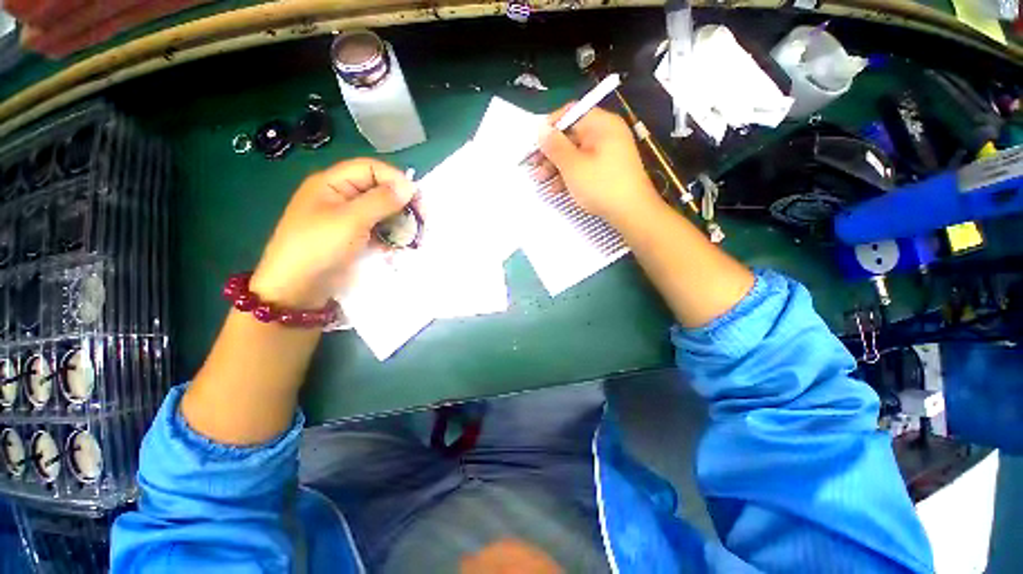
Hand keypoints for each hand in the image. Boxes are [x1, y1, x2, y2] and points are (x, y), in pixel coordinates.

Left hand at [249, 159, 414, 307]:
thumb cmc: (318, 247)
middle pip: (379, 190)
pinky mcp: (355, 238)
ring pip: (382, 212)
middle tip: (420, 220)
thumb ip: (381, 200)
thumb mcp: (350, 220)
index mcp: (332, 184)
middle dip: (401, 203)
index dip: (395, 179)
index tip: (417, 200)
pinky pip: (379, 230)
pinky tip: (399, 246)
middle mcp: (341, 197)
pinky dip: (392, 236)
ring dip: (399, 222)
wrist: (297, 290)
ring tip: (412, 237)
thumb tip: (409, 186)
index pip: (371, 168)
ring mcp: (349, 219)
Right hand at [535, 105, 661, 226]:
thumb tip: (541, 129)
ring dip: (556, 166)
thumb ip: (554, 146)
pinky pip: (584, 166)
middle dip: (550, 152)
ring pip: (576, 154)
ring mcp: (608, 153)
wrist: (632, 212)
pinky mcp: (607, 170)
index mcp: (601, 124)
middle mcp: (606, 134)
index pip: (571, 113)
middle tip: (534, 167)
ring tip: (540, 180)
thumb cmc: (601, 185)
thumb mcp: (573, 165)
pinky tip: (555, 189)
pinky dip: (569, 175)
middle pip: (571, 135)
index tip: (535, 143)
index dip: (550, 126)